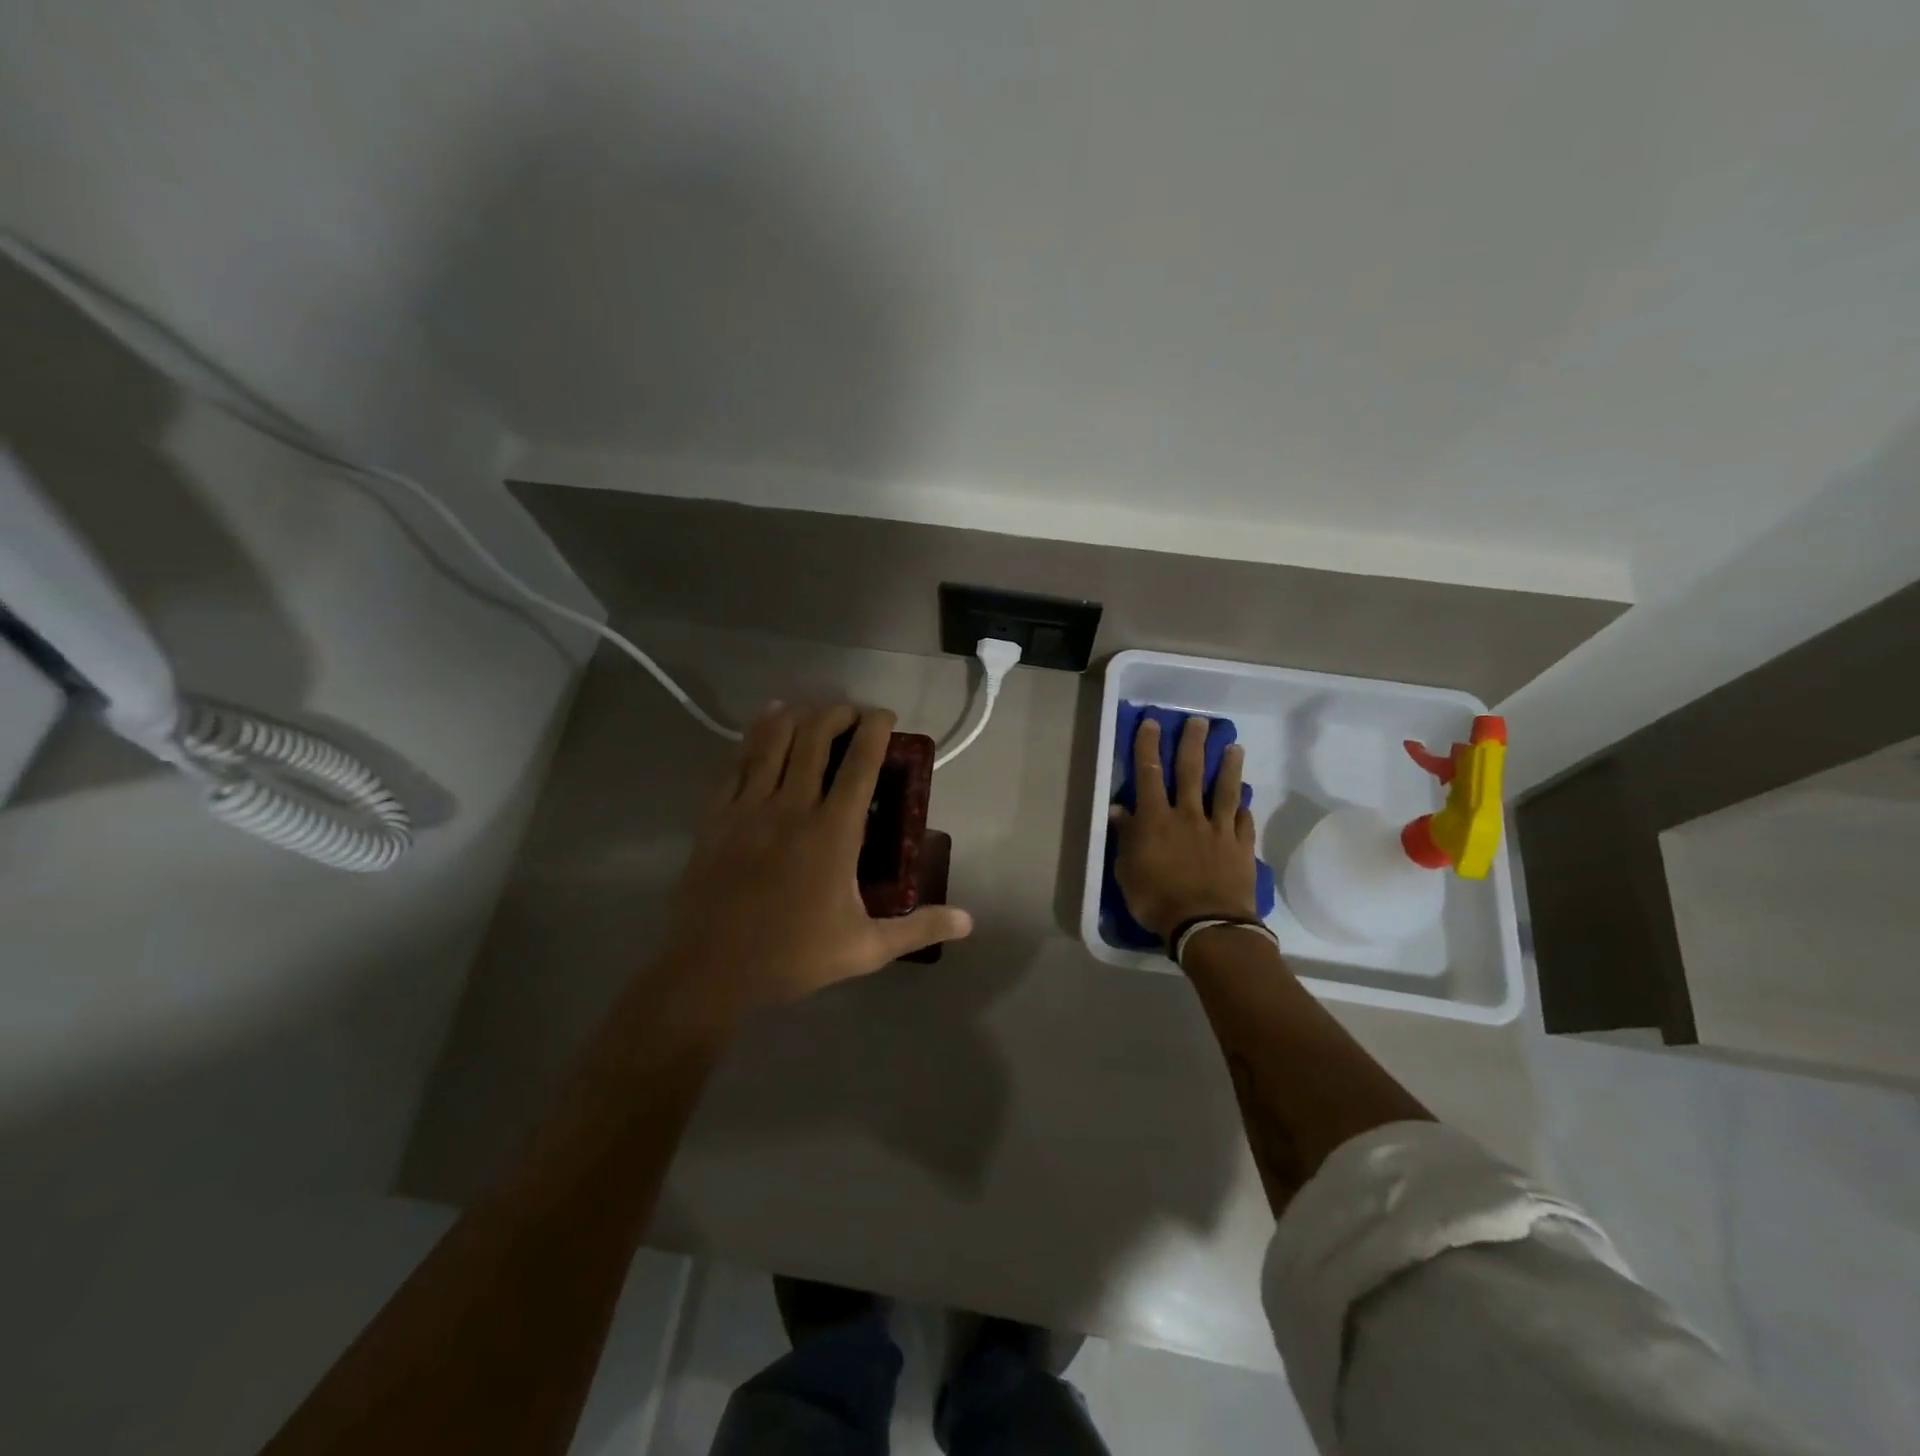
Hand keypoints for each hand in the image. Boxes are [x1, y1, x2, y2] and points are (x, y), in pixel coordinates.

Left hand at [654, 703, 973, 1021]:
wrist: (710, 970)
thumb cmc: (793, 957)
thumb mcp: (865, 948)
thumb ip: (919, 928)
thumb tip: (969, 922)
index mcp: (833, 833)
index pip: (860, 764)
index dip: (875, 730)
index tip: (885, 716)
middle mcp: (792, 807)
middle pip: (814, 738)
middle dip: (837, 714)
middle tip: (852, 715)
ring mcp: (749, 808)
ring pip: (773, 740)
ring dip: (797, 715)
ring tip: (812, 710)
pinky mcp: (717, 816)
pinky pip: (738, 761)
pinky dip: (755, 735)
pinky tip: (765, 722)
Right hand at [1109, 716, 1258, 940]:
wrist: (1206, 924)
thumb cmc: (1157, 899)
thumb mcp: (1127, 870)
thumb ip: (1126, 837)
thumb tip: (1119, 810)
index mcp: (1156, 819)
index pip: (1149, 774)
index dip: (1149, 746)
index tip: (1152, 723)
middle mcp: (1188, 815)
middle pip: (1191, 772)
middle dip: (1193, 744)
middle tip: (1199, 722)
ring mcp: (1218, 830)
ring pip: (1225, 790)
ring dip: (1229, 767)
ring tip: (1235, 747)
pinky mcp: (1241, 847)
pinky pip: (1243, 822)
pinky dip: (1244, 809)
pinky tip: (1246, 801)